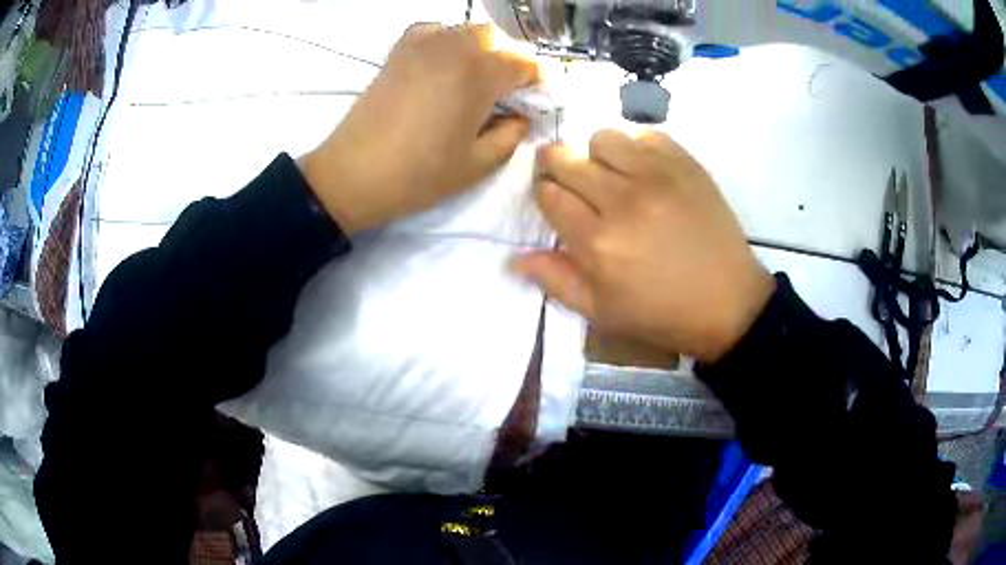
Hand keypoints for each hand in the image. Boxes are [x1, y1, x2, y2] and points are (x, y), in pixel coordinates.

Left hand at [300, 24, 538, 234]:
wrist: (355, 174)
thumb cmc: (420, 173)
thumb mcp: (479, 164)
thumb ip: (512, 135)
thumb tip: (522, 117)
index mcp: (480, 73)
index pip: (525, 63)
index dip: (538, 81)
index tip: (537, 101)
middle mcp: (455, 47)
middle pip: (498, 39)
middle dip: (511, 61)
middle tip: (508, 92)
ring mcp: (423, 44)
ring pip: (467, 31)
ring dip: (482, 50)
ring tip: (478, 79)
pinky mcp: (399, 51)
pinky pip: (434, 31)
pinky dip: (447, 40)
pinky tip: (444, 63)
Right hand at [513, 130, 774, 362]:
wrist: (729, 303)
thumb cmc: (662, 314)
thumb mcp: (602, 312)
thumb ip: (556, 281)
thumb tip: (514, 258)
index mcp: (597, 242)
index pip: (548, 195)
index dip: (545, 194)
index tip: (555, 201)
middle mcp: (622, 200)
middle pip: (566, 158)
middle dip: (556, 164)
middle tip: (570, 178)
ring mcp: (657, 177)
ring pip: (603, 138)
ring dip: (597, 153)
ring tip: (611, 174)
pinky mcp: (685, 165)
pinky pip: (646, 135)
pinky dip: (637, 147)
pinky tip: (644, 171)